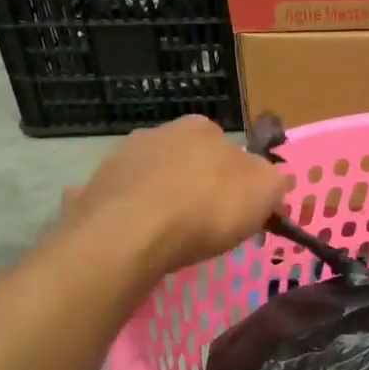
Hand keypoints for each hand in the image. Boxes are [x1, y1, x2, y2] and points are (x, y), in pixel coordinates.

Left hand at [62, 116, 286, 276]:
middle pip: (189, 162)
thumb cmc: (206, 208)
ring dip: (162, 200)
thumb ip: (274, 181)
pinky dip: (130, 217)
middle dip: (198, 187)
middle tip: (207, 225)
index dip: (238, 181)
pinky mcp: (94, 187)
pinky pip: (122, 203)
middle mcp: (159, 132)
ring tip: (170, 238)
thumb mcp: (265, 192)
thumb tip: (272, 182)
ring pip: (153, 180)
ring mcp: (121, 158)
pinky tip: (136, 241)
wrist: (130, 234)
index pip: (229, 150)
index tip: (240, 210)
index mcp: (202, 128)